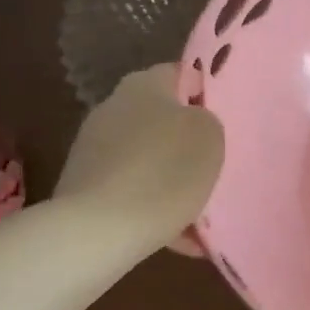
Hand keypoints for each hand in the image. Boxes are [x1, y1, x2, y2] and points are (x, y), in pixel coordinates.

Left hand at [54, 65, 223, 243]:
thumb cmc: (164, 171)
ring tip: (200, 211)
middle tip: (216, 165)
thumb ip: (206, 119)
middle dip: (187, 142)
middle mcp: (112, 108)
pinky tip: (179, 236)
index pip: (180, 74)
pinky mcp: (84, 188)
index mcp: (143, 85)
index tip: (225, 121)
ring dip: (171, 179)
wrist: (98, 231)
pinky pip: (131, 192)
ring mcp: (93, 149)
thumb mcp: (210, 136)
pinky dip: (153, 208)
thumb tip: (192, 121)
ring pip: (148, 159)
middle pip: (161, 119)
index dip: (205, 93)